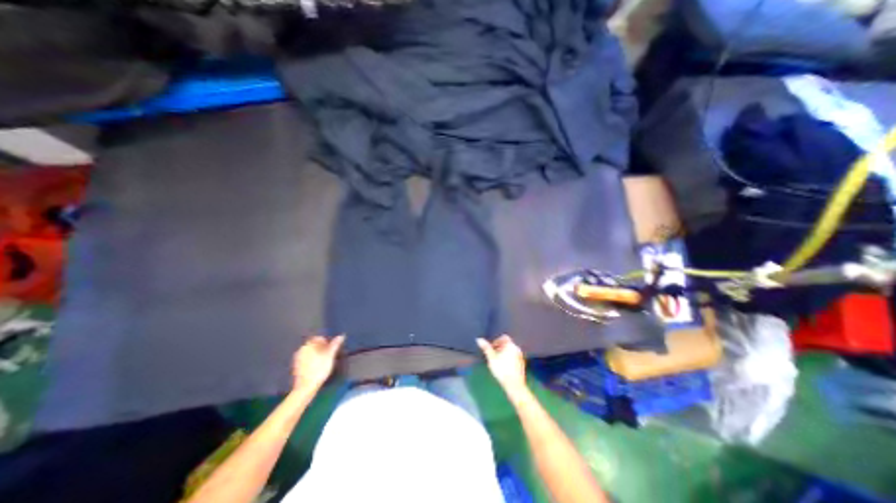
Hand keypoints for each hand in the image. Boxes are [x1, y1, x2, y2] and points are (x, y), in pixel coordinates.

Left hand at [293, 336, 343, 394]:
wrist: (306, 387)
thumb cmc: (319, 369)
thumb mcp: (330, 356)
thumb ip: (335, 345)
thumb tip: (341, 335)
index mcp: (308, 345)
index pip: (317, 338)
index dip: (325, 341)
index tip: (331, 348)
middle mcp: (301, 350)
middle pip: (313, 344)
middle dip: (321, 347)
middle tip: (328, 354)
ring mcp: (297, 358)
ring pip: (309, 352)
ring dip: (316, 353)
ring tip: (323, 360)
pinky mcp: (296, 366)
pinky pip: (305, 358)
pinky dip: (311, 359)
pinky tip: (316, 366)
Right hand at [475, 335, 526, 394]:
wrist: (514, 385)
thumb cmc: (502, 370)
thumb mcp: (491, 358)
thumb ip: (486, 348)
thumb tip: (479, 339)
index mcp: (511, 345)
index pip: (504, 337)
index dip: (496, 341)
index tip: (491, 348)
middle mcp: (517, 349)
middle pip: (507, 344)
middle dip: (499, 348)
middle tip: (493, 355)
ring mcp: (521, 357)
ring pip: (510, 351)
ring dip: (503, 354)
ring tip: (497, 362)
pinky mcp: (522, 364)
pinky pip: (514, 357)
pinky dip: (508, 359)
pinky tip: (504, 367)